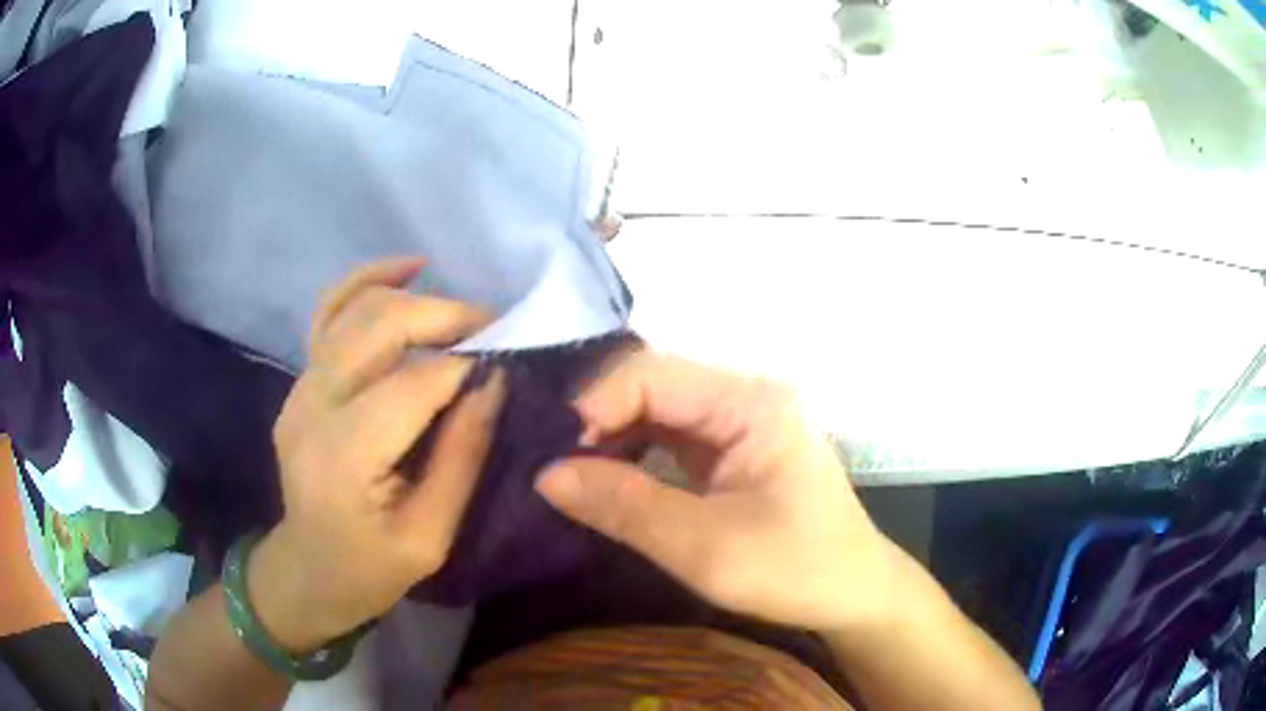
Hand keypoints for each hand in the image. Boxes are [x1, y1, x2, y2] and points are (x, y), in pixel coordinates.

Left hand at [248, 258, 505, 650]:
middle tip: (496, 332)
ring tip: (465, 317)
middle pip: (382, 325)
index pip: (414, 383)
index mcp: (343, 455)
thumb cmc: (370, 569)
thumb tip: (494, 383)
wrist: (308, 570)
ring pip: (359, 307)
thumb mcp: (431, 535)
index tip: (511, 360)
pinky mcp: (301, 380)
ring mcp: (300, 386)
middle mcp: (313, 404)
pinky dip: (369, 280)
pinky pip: (331, 311)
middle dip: (447, 317)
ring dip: (419, 300)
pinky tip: (409, 269)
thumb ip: (461, 456)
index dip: (468, 365)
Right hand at [535, 351, 892, 632]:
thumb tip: (545, 475)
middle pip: (653, 386)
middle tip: (555, 466)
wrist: (854, 593)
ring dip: (613, 438)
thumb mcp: (704, 548)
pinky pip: (672, 438)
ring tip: (572, 474)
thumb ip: (624, 507)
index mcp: (749, 403)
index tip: (555, 456)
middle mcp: (744, 398)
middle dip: (599, 420)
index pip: (651, 375)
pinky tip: (609, 479)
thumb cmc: (794, 570)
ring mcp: (741, 423)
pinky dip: (635, 455)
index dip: (595, 405)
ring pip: (658, 411)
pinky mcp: (734, 450)